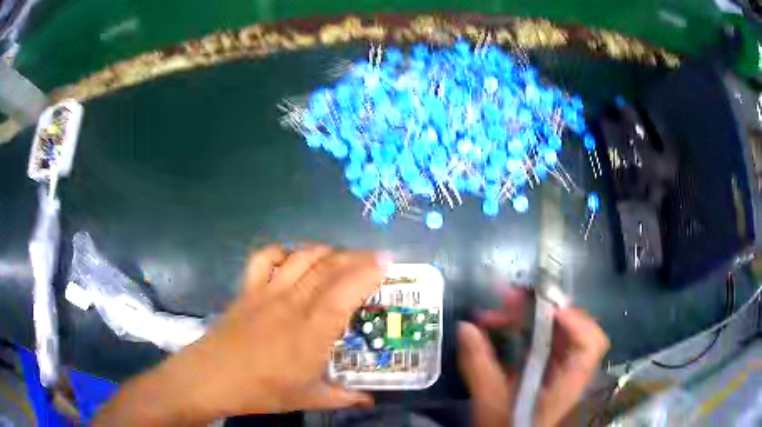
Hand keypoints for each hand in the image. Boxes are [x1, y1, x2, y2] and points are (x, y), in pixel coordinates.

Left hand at [96, 245, 386, 425]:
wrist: (212, 378)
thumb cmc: (261, 390)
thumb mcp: (307, 398)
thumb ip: (343, 397)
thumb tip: (370, 400)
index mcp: (311, 332)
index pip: (345, 291)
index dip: (368, 271)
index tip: (387, 260)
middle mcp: (292, 304)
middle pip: (327, 267)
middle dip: (355, 256)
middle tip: (373, 256)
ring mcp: (267, 292)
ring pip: (301, 258)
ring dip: (324, 250)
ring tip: (340, 255)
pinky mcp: (247, 290)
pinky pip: (265, 259)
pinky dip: (283, 252)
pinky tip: (292, 259)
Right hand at [458, 289, 608, 426]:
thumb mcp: (490, 401)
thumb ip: (479, 366)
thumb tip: (465, 327)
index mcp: (568, 383)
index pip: (590, 345)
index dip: (575, 321)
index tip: (544, 307)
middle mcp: (571, 370)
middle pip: (572, 327)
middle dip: (542, 308)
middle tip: (510, 298)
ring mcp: (561, 367)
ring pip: (556, 330)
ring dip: (531, 315)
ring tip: (500, 307)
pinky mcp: (548, 367)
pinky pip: (544, 338)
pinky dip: (526, 327)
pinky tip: (503, 325)